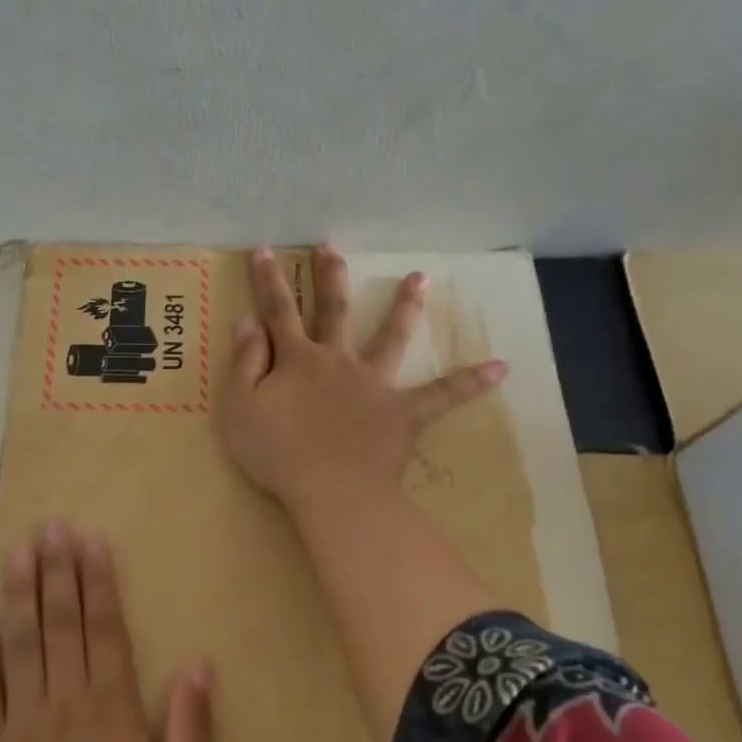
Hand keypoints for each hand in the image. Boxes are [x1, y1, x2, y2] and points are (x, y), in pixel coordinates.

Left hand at [0, 521, 212, 741]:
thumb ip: (192, 733)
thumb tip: (199, 664)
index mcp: (111, 714)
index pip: (104, 631)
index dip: (98, 582)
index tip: (92, 541)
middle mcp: (62, 706)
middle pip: (60, 624)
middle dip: (56, 571)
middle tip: (50, 526)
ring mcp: (18, 726)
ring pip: (19, 646)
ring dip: (19, 596)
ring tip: (17, 551)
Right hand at [220, 246, 508, 510]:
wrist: (332, 493)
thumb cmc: (277, 454)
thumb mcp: (240, 409)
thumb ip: (244, 363)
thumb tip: (248, 322)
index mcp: (297, 360)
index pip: (278, 312)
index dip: (268, 281)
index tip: (264, 250)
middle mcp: (338, 361)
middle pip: (334, 311)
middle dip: (331, 278)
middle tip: (331, 248)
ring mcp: (374, 384)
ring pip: (391, 338)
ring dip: (404, 307)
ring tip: (420, 278)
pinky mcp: (404, 413)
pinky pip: (442, 395)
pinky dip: (469, 382)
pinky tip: (500, 368)